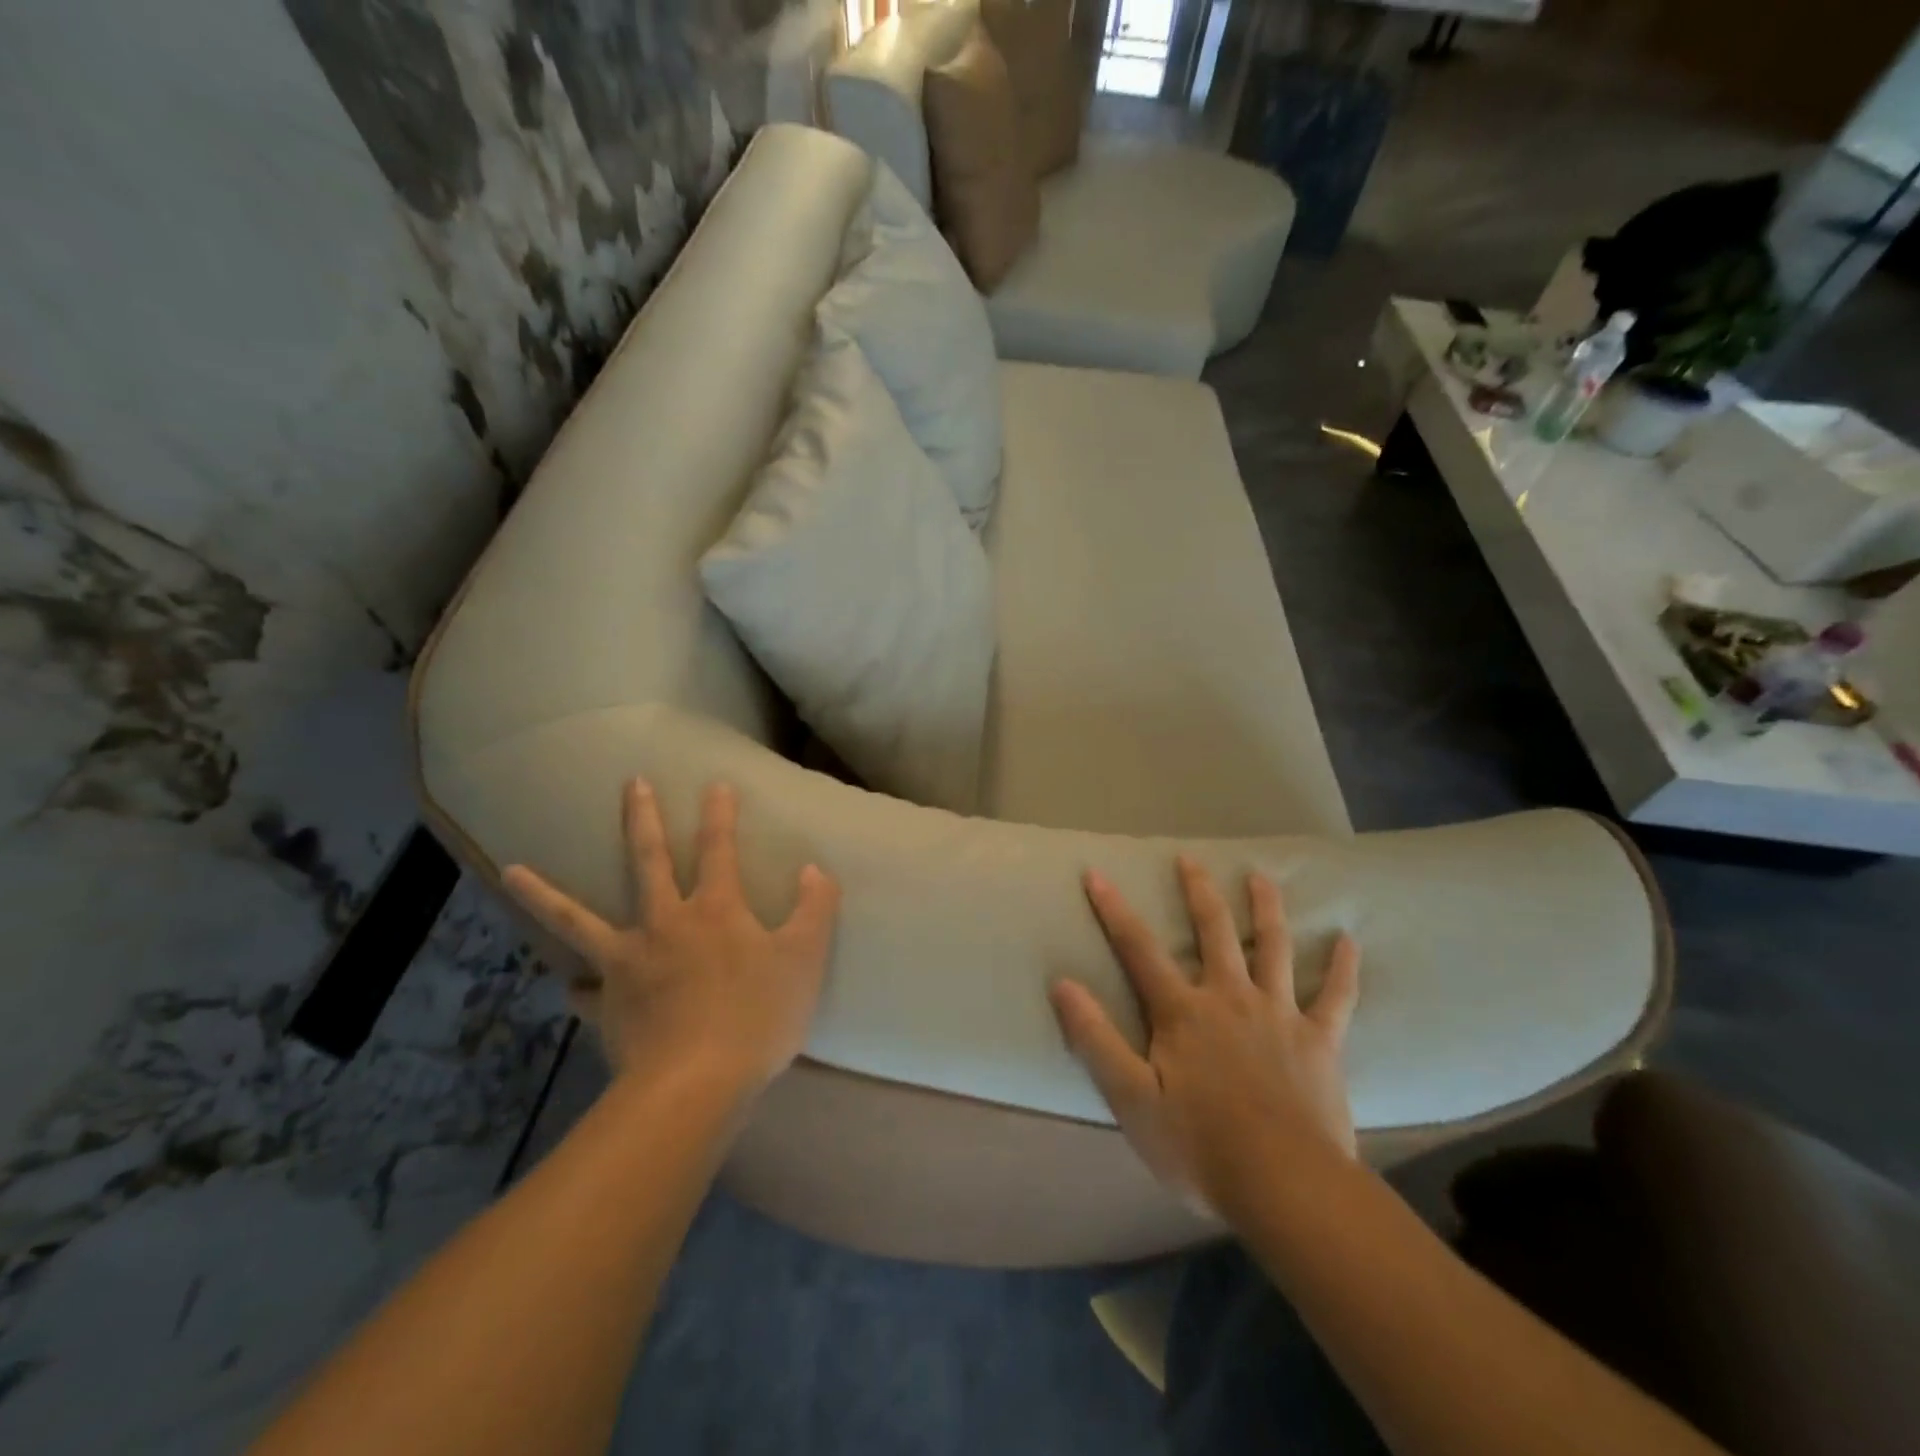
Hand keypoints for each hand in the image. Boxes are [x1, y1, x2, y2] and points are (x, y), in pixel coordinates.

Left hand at [502, 779, 840, 1095]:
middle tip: (632, 784)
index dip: (720, 815)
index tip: (715, 784)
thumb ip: (814, 910)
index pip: (719, 849)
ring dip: (544, 893)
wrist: (696, 1085)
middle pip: (649, 861)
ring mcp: (627, 962)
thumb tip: (815, 870)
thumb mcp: (805, 959)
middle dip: (643, 819)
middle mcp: (665, 923)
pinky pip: (585, 990)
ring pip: (578, 919)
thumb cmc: (757, 1017)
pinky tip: (570, 985)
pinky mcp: (608, 1003)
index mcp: (715, 910)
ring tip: (511, 871)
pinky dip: (579, 985)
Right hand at [1049, 857, 1360, 1219]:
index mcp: (1183, 1012)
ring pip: (1273, 948)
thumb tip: (1063, 985)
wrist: (1286, 1188)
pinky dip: (1342, 968)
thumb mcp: (1131, 1100)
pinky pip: (1336, 997)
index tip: (1096, 873)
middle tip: (1190, 858)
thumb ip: (1096, 1039)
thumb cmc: (1200, 1147)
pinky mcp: (1320, 1042)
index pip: (1139, 948)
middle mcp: (1230, 998)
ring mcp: (1280, 1015)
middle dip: (1198, 892)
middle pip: (1213, 931)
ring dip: (1266, 910)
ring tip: (1261, 877)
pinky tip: (1348, 940)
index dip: (1114, 909)